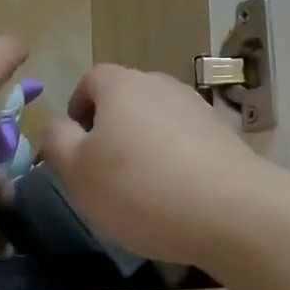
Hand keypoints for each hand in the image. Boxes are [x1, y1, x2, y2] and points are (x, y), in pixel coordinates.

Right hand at [42, 64, 262, 269]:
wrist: (231, 210)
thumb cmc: (140, 188)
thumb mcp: (78, 172)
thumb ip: (58, 141)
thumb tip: (59, 124)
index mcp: (123, 85)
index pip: (92, 79)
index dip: (79, 107)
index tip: (76, 143)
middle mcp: (163, 85)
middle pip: (128, 98)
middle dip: (113, 128)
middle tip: (105, 171)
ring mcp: (200, 108)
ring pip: (160, 120)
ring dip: (147, 144)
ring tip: (144, 187)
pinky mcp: (227, 135)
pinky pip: (190, 142)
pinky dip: (179, 160)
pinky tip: (180, 194)